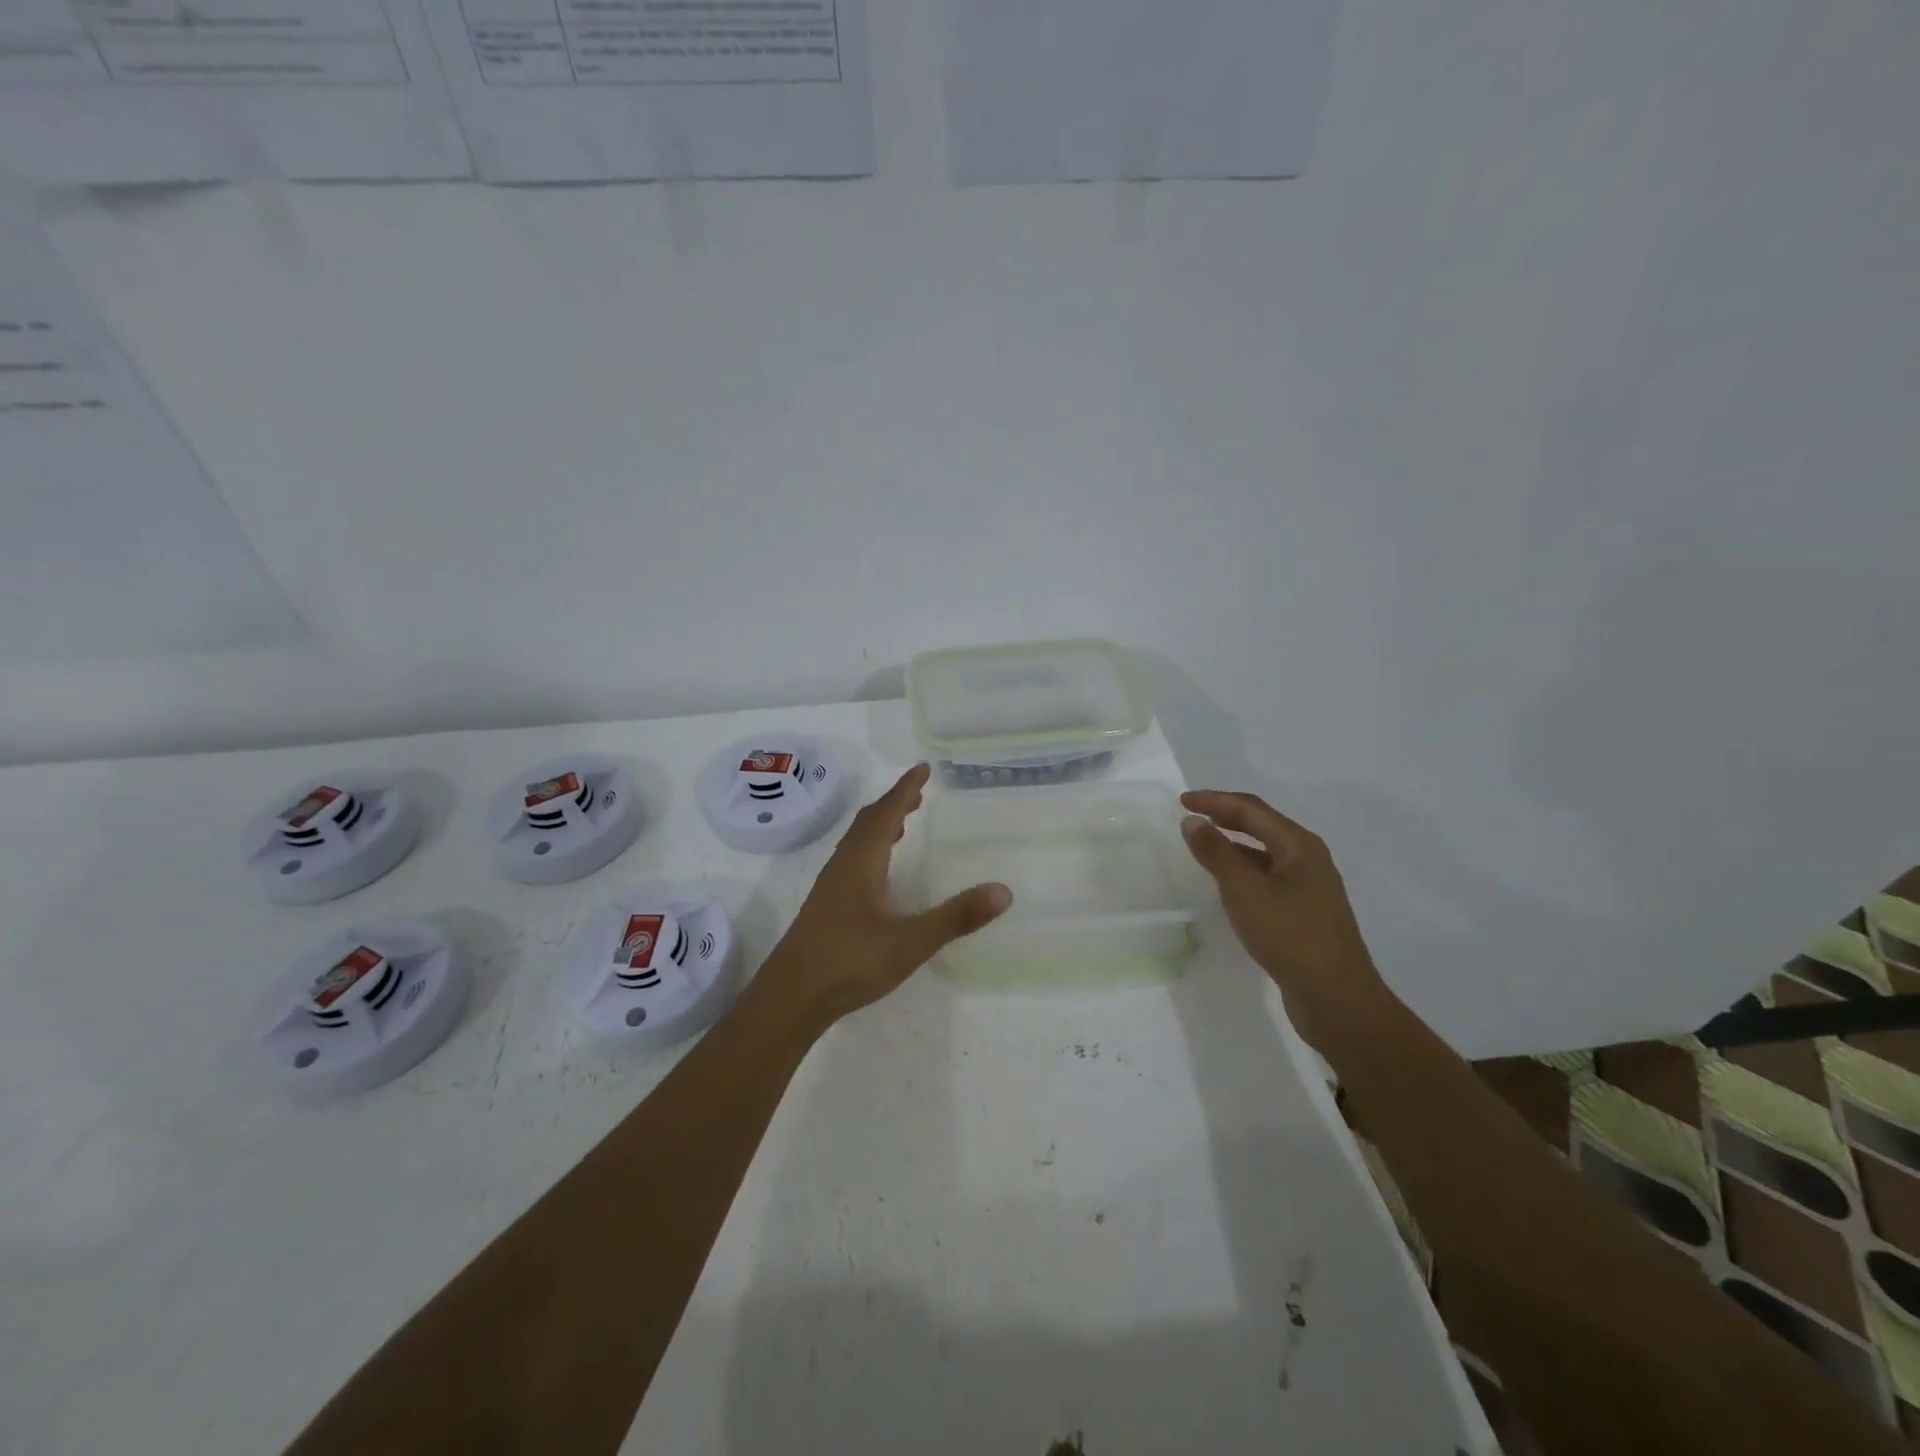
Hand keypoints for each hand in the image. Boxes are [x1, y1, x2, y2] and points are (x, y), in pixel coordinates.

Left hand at [749, 764, 1011, 1032]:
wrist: (790, 998)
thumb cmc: (850, 962)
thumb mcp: (910, 941)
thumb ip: (956, 917)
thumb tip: (1003, 891)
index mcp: (862, 862)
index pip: (886, 813)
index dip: (905, 789)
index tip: (923, 768)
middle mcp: (843, 866)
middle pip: (868, 822)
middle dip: (893, 803)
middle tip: (918, 793)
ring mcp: (831, 887)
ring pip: (857, 842)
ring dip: (880, 825)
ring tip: (902, 824)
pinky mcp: (826, 907)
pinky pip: (852, 861)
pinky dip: (872, 849)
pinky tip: (879, 874)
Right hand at [1179, 790, 1387, 1047]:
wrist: (1336, 998)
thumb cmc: (1289, 935)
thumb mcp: (1244, 890)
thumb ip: (1216, 853)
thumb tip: (1193, 821)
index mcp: (1299, 845)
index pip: (1251, 809)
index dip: (1214, 801)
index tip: (1181, 802)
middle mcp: (1308, 859)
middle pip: (1262, 826)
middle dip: (1225, 817)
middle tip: (1191, 818)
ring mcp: (1310, 887)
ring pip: (1265, 853)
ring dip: (1234, 845)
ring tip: (1203, 847)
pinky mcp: (1305, 913)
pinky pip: (1268, 878)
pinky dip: (1243, 871)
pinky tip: (1227, 886)